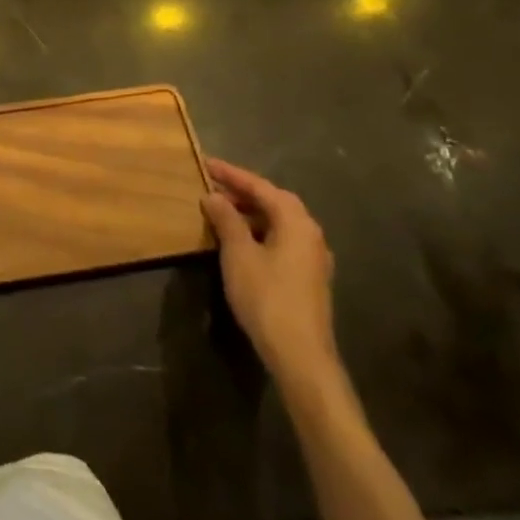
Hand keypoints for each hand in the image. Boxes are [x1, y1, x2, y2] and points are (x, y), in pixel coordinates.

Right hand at [200, 159, 339, 387]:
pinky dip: (260, 231)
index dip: (232, 174)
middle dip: (243, 191)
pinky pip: (282, 240)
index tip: (206, 163)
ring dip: (251, 212)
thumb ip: (226, 220)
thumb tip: (213, 196)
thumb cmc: (267, 297)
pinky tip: (241, 240)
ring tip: (221, 211)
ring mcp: (313, 258)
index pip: (261, 187)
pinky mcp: (309, 277)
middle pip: (275, 201)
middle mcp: (310, 234)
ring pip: (279, 222)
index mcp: (296, 222)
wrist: (300, 355)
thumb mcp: (238, 253)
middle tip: (213, 185)